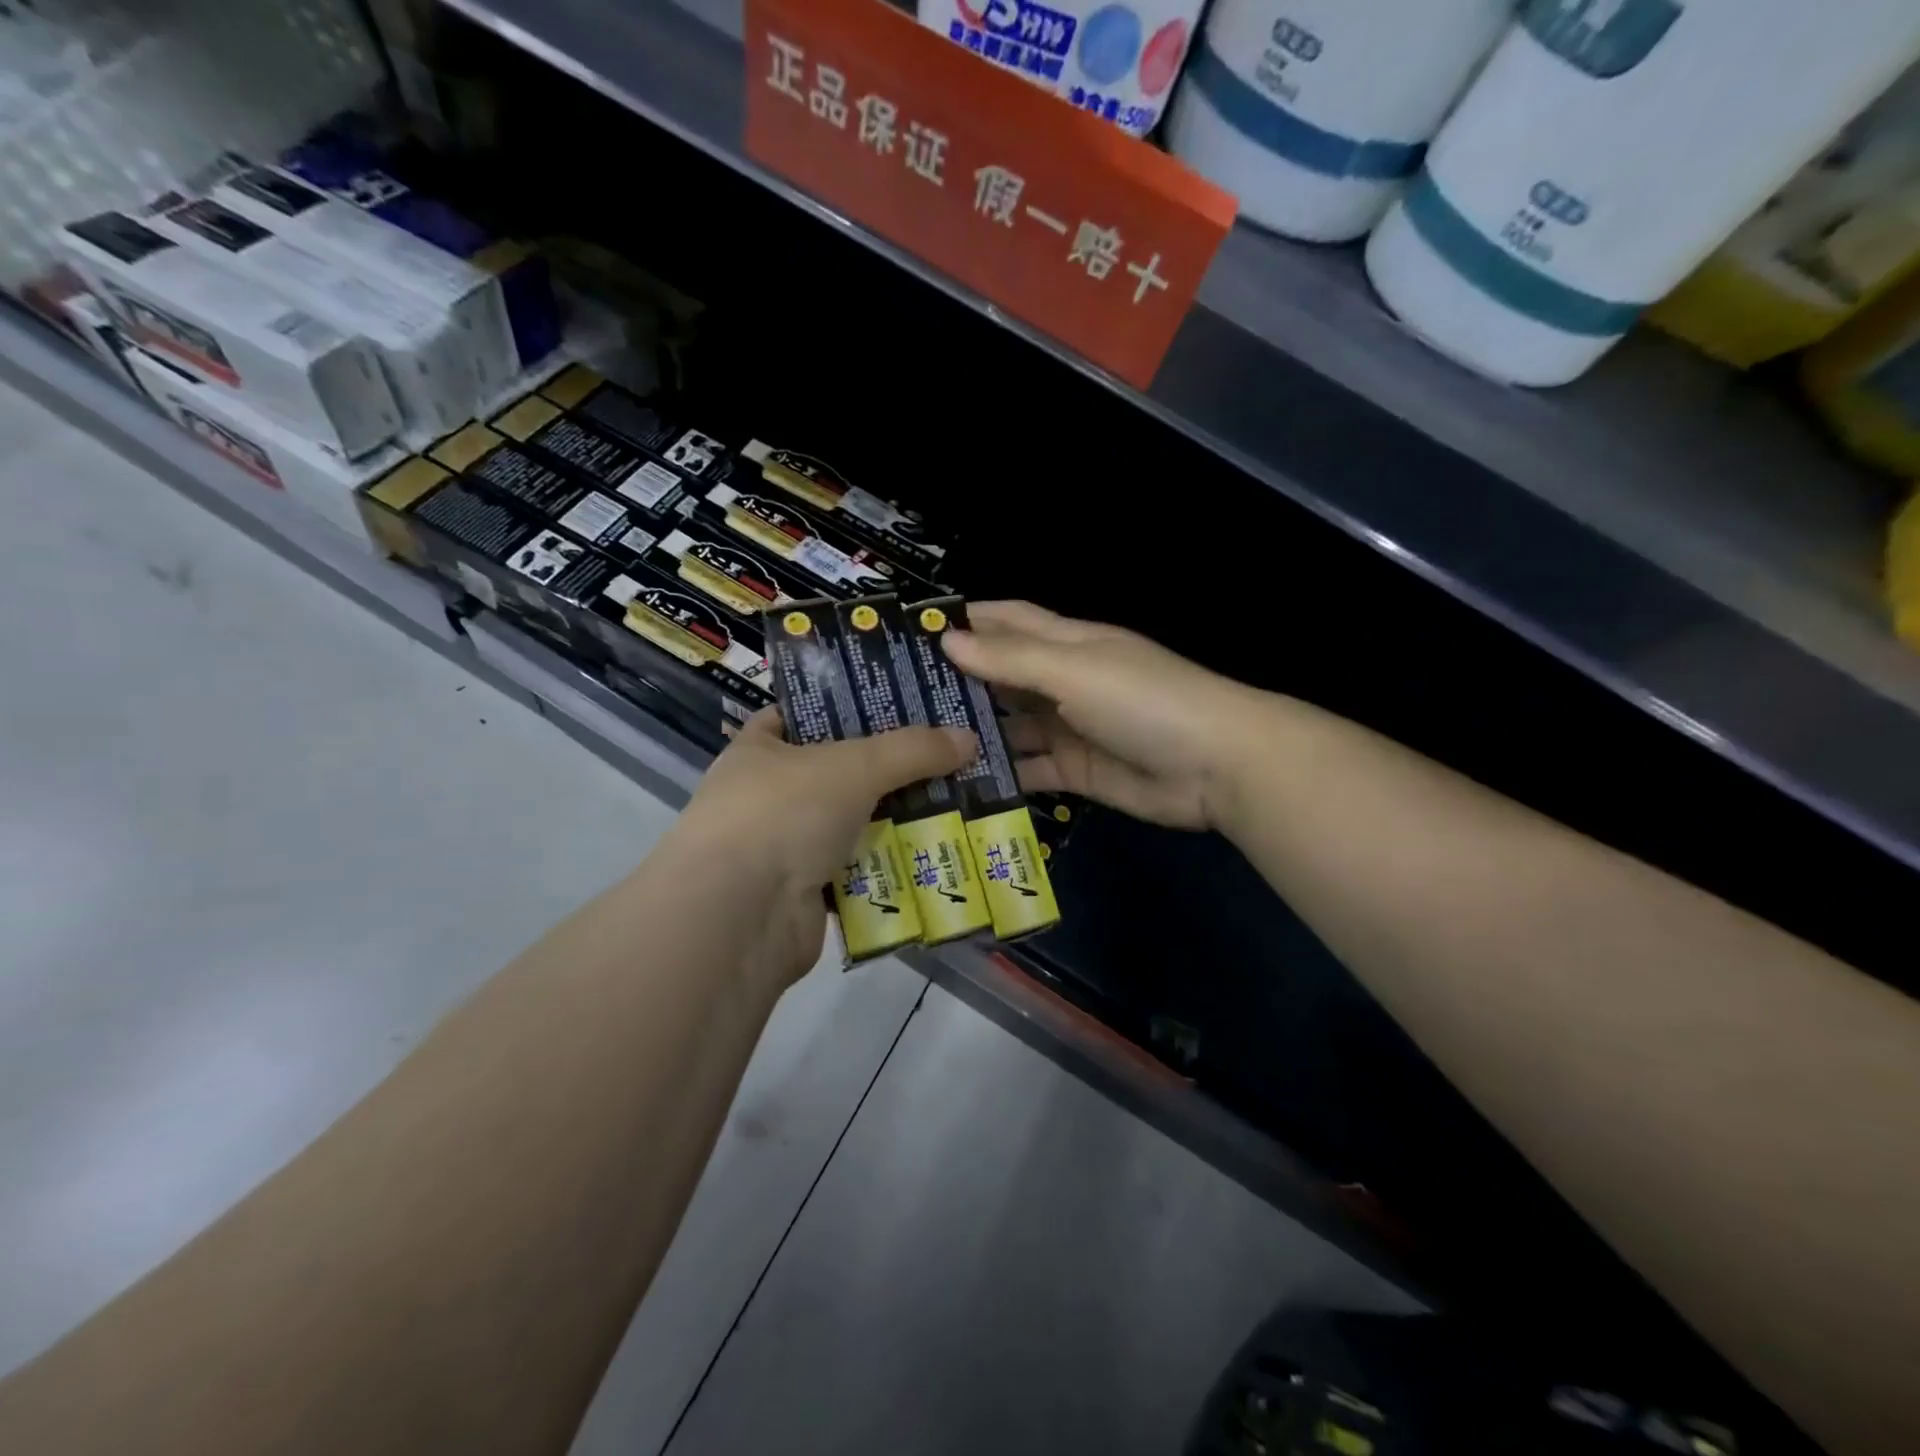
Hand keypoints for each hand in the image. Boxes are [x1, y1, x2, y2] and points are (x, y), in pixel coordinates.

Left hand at [671, 709, 975, 982]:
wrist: (739, 917)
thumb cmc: (783, 814)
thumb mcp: (854, 766)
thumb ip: (912, 750)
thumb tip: (969, 737)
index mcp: (760, 750)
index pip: (801, 715)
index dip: (844, 707)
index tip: (897, 704)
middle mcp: (767, 796)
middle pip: (839, 772)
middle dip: (890, 769)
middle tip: (948, 756)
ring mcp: (784, 848)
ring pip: (853, 823)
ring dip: (897, 820)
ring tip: (956, 804)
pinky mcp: (804, 894)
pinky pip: (858, 871)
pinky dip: (889, 866)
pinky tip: (935, 855)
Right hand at [941, 601, 1262, 832]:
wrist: (1217, 766)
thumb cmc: (1144, 700)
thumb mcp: (1075, 670)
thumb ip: (1012, 658)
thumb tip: (947, 640)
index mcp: (1068, 643)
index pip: (1009, 620)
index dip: (967, 619)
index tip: (913, 629)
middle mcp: (1065, 681)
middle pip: (1003, 675)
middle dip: (958, 680)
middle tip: (898, 697)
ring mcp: (1070, 728)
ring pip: (1011, 726)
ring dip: (973, 732)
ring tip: (916, 744)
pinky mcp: (1076, 772)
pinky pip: (1028, 769)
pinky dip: (999, 774)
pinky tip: (957, 783)